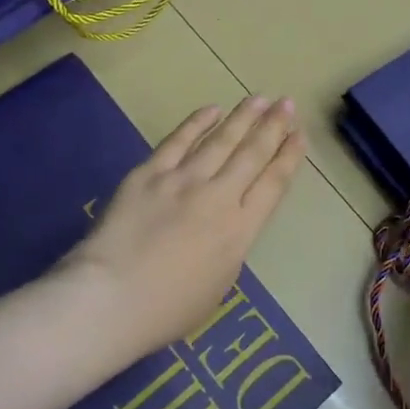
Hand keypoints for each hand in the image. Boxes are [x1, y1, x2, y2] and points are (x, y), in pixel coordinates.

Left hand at [60, 97, 304, 359]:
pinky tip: (212, 109)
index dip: (288, 157)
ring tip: (260, 98)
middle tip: (286, 103)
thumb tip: (231, 224)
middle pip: (251, 154)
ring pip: (221, 140)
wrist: (110, 297)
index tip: (299, 136)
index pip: (273, 184)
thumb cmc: (167, 310)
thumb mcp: (219, 285)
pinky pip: (178, 141)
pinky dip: (197, 123)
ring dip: (243, 117)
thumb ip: (230, 247)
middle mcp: (219, 197)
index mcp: (240, 231)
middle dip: (273, 126)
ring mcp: (182, 181)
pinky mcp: (149, 173)